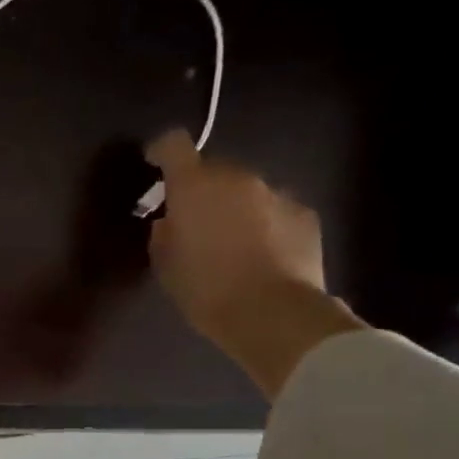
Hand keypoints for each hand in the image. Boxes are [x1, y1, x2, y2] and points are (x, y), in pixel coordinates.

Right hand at [146, 130, 365, 398]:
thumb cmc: (206, 290)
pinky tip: (262, 257)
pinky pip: (275, 211)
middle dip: (201, 190)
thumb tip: (171, 221)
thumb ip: (164, 234)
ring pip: (246, 191)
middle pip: (214, 170)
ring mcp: (276, 193)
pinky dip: (265, 225)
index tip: (154, 165)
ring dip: (235, 208)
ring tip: (231, 245)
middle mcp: (237, 179)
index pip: (174, 145)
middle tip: (194, 223)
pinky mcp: (304, 214)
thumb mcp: (166, 266)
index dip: (162, 151)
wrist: (272, 314)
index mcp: (195, 186)